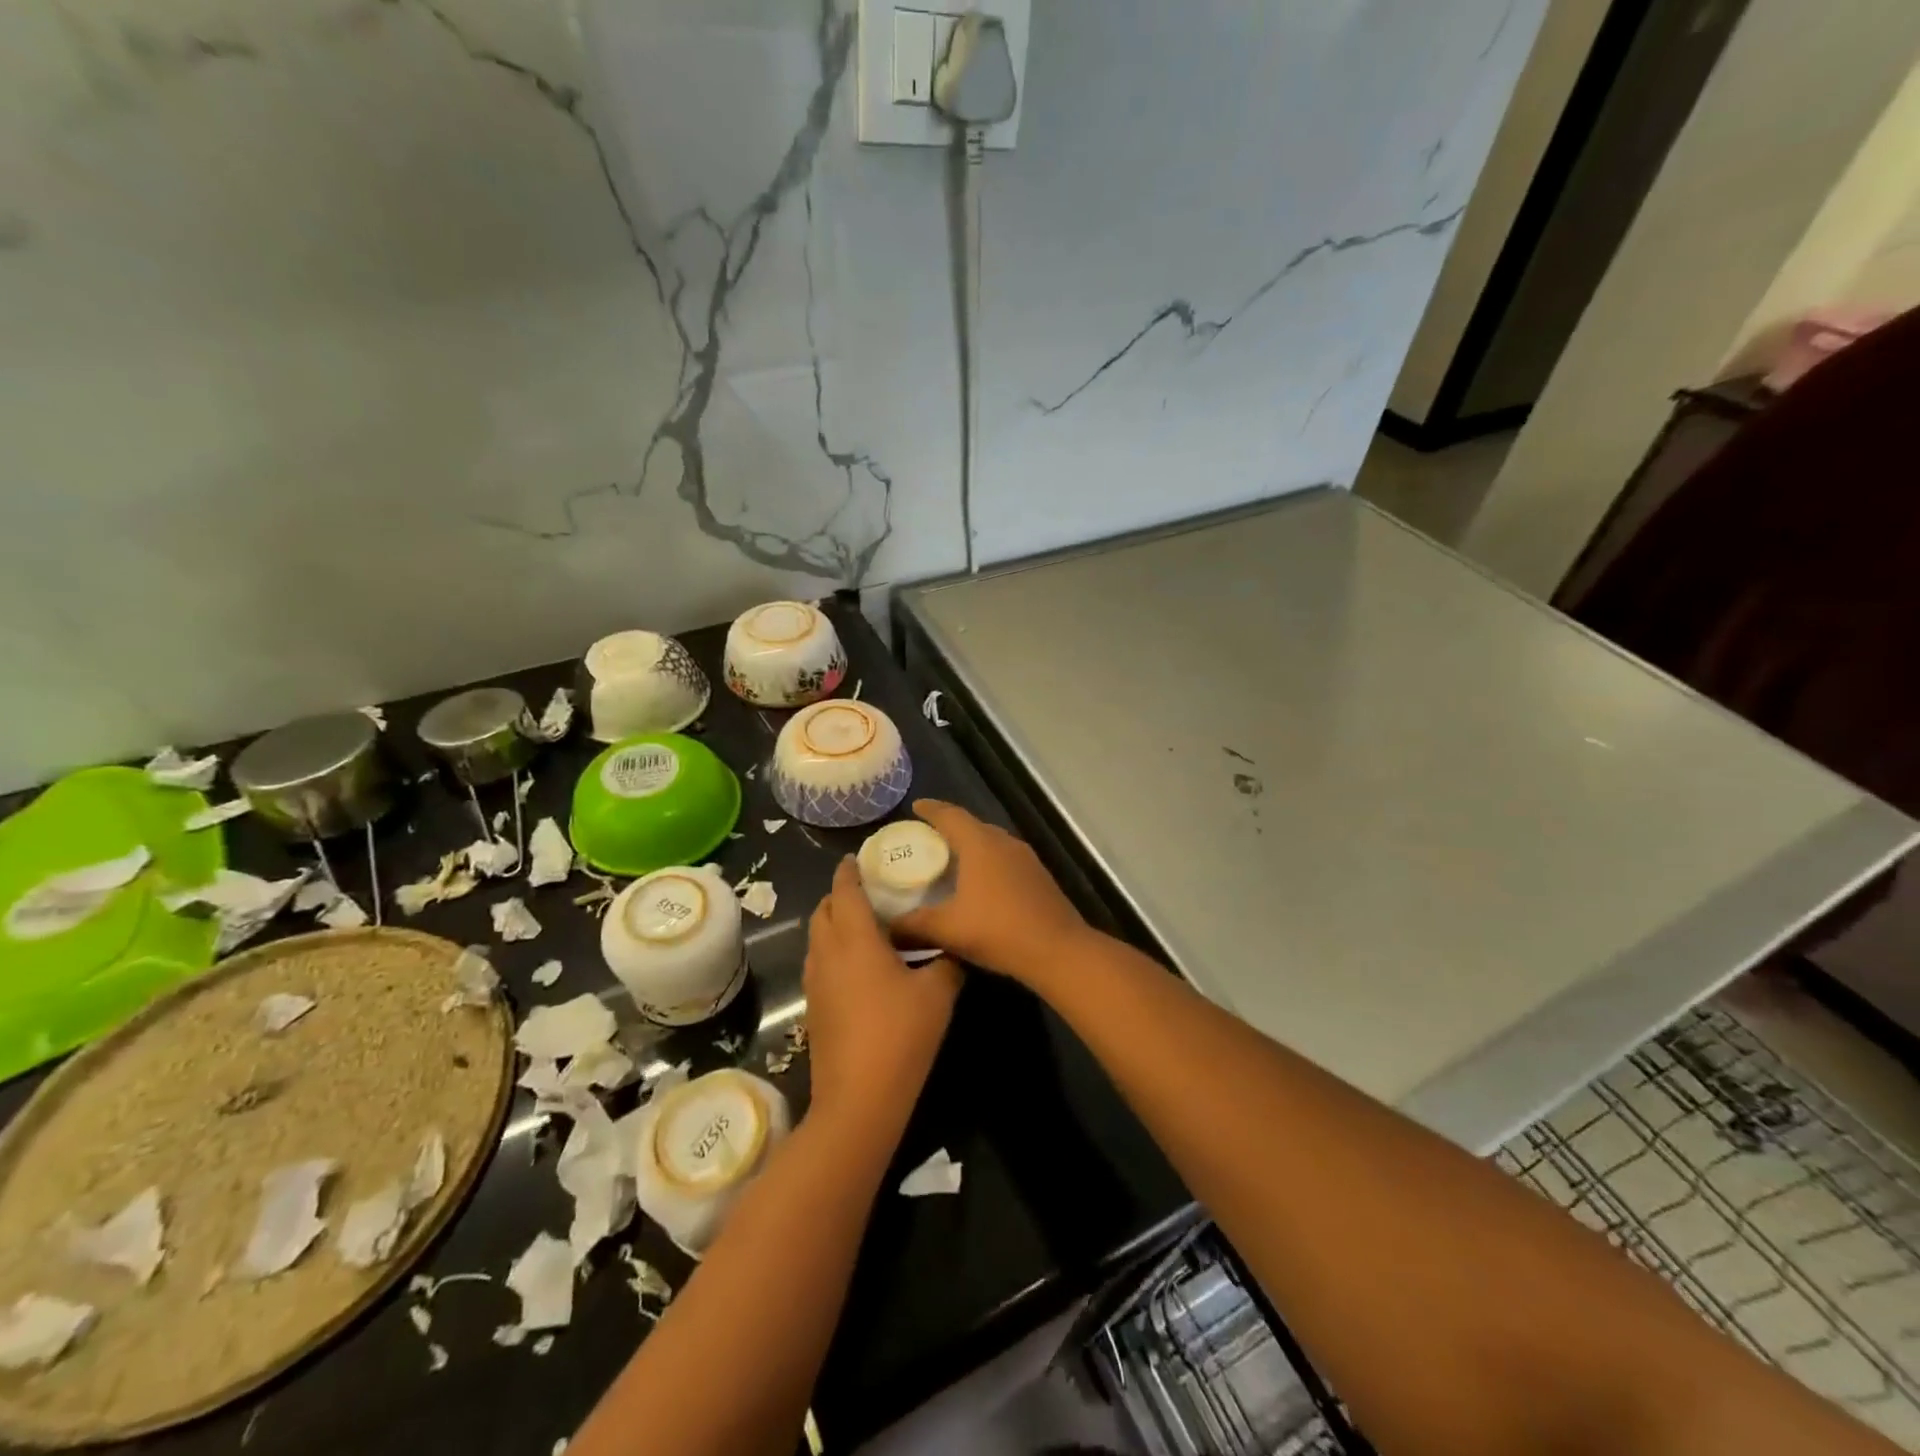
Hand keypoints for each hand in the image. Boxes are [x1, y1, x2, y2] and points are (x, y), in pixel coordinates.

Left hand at [804, 857, 961, 1131]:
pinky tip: (861, 966)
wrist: (858, 1099)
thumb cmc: (900, 1036)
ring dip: (834, 923)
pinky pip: (819, 962)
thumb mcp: (938, 994)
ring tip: (865, 925)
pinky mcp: (814, 1007)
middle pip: (824, 911)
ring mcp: (816, 982)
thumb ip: (947, 962)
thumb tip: (953, 947)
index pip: (845, 891)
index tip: (857, 858)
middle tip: (869, 892)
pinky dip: (833, 950)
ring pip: (817, 938)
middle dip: (840, 895)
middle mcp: (828, 953)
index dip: (849, 871)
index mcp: (855, 939)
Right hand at [892, 800, 1092, 987]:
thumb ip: (912, 925)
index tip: (915, 807)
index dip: (931, 809)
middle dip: (949, 827)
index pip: (950, 815)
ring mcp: (1025, 858)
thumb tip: (885, 926)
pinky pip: (1005, 858)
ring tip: (950, 859)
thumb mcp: (947, 930)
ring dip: (971, 844)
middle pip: (972, 825)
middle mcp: (1004, 842)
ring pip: (991, 841)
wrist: (1058, 950)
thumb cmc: (998, 931)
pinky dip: (987, 861)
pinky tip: (979, 882)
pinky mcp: (1038, 875)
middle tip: (927, 837)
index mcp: (980, 844)